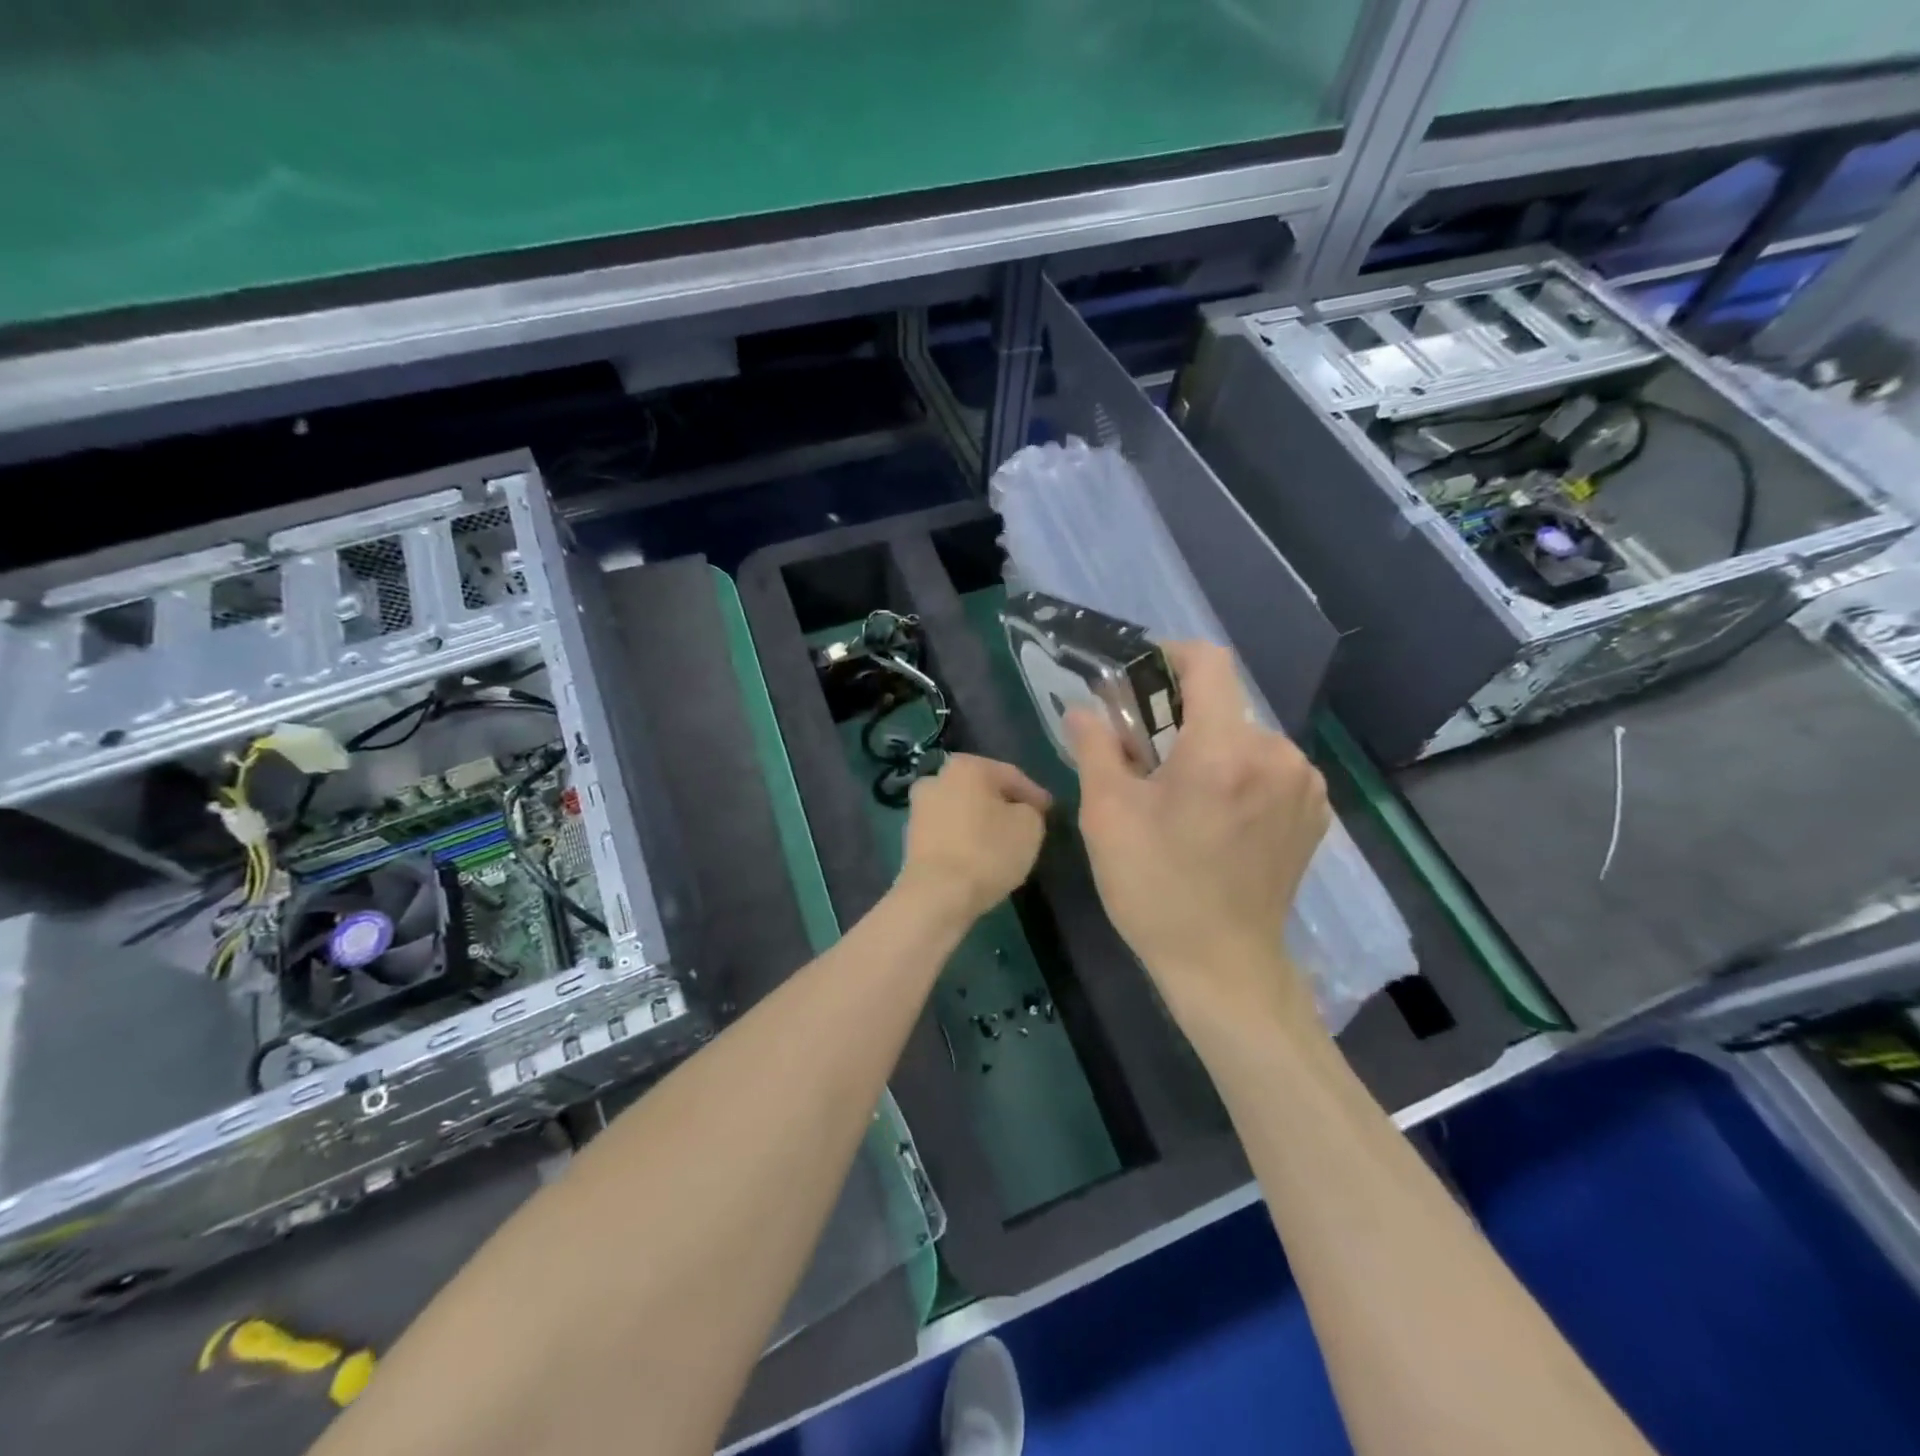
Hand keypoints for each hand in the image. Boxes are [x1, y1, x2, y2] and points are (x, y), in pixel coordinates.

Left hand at [898, 753, 1050, 925]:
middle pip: (983, 790)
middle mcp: (937, 777)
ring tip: (1003, 843)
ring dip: (982, 822)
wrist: (937, 894)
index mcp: (966, 766)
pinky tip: (979, 855)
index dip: (1034, 795)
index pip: (1011, 775)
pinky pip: (949, 831)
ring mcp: (919, 807)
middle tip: (1027, 824)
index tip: (1049, 812)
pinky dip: (965, 838)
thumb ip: (1031, 810)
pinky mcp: (911, 836)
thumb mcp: (1030, 826)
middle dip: (1004, 805)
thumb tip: (1021, 811)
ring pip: (963, 810)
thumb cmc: (987, 852)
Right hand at [1067, 642, 1328, 1022]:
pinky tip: (1216, 815)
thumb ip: (1096, 748)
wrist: (1223, 966)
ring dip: (1210, 747)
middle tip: (1144, 756)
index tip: (1140, 681)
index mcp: (1224, 750)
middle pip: (1224, 704)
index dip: (1170, 657)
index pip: (1208, 662)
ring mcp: (1304, 785)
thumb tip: (1083, 710)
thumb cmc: (1155, 889)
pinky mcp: (1315, 812)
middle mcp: (1277, 755)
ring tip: (1180, 793)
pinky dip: (1239, 773)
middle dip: (1181, 717)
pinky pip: (1270, 767)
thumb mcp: (1107, 816)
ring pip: (1246, 736)